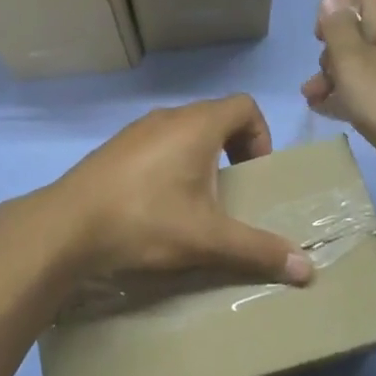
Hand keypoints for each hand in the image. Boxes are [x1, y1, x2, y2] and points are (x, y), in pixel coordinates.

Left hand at [37, 96, 310, 288]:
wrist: (67, 225)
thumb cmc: (145, 221)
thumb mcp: (207, 238)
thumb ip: (258, 250)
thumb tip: (309, 270)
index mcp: (196, 125)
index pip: (245, 105)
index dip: (260, 135)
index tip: (253, 174)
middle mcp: (167, 117)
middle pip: (215, 116)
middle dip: (232, 150)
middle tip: (230, 192)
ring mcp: (136, 130)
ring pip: (183, 131)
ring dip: (199, 158)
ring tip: (196, 202)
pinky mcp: (114, 148)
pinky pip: (156, 144)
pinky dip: (170, 164)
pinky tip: (158, 205)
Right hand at [301, 0, 375, 198]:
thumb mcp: (352, 60)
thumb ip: (337, 29)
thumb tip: (331, 2)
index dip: (333, 9)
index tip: (320, 38)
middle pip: (357, 31)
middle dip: (329, 51)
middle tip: (319, 77)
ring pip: (361, 64)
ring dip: (332, 77)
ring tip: (311, 99)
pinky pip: (370, 89)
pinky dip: (348, 95)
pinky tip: (327, 110)